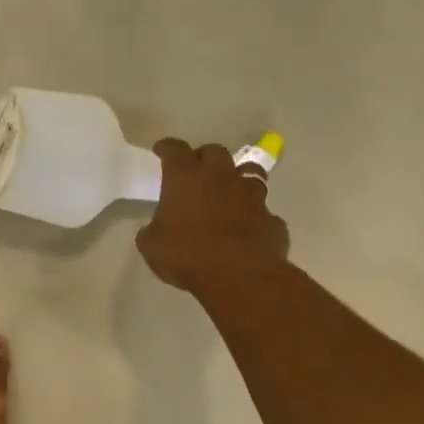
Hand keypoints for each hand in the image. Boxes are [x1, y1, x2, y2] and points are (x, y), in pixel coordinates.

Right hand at [136, 140, 290, 295]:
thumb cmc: (187, 255)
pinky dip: (255, 216)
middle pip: (215, 152)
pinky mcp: (272, 219)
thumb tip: (153, 230)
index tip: (161, 150)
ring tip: (229, 192)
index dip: (167, 148)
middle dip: (204, 157)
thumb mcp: (152, 246)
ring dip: (237, 179)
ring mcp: (251, 196)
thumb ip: (152, 231)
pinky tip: (248, 229)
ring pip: (249, 172)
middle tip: (197, 171)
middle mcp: (220, 177)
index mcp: (186, 178)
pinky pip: (263, 212)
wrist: (239, 276)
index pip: (174, 150)